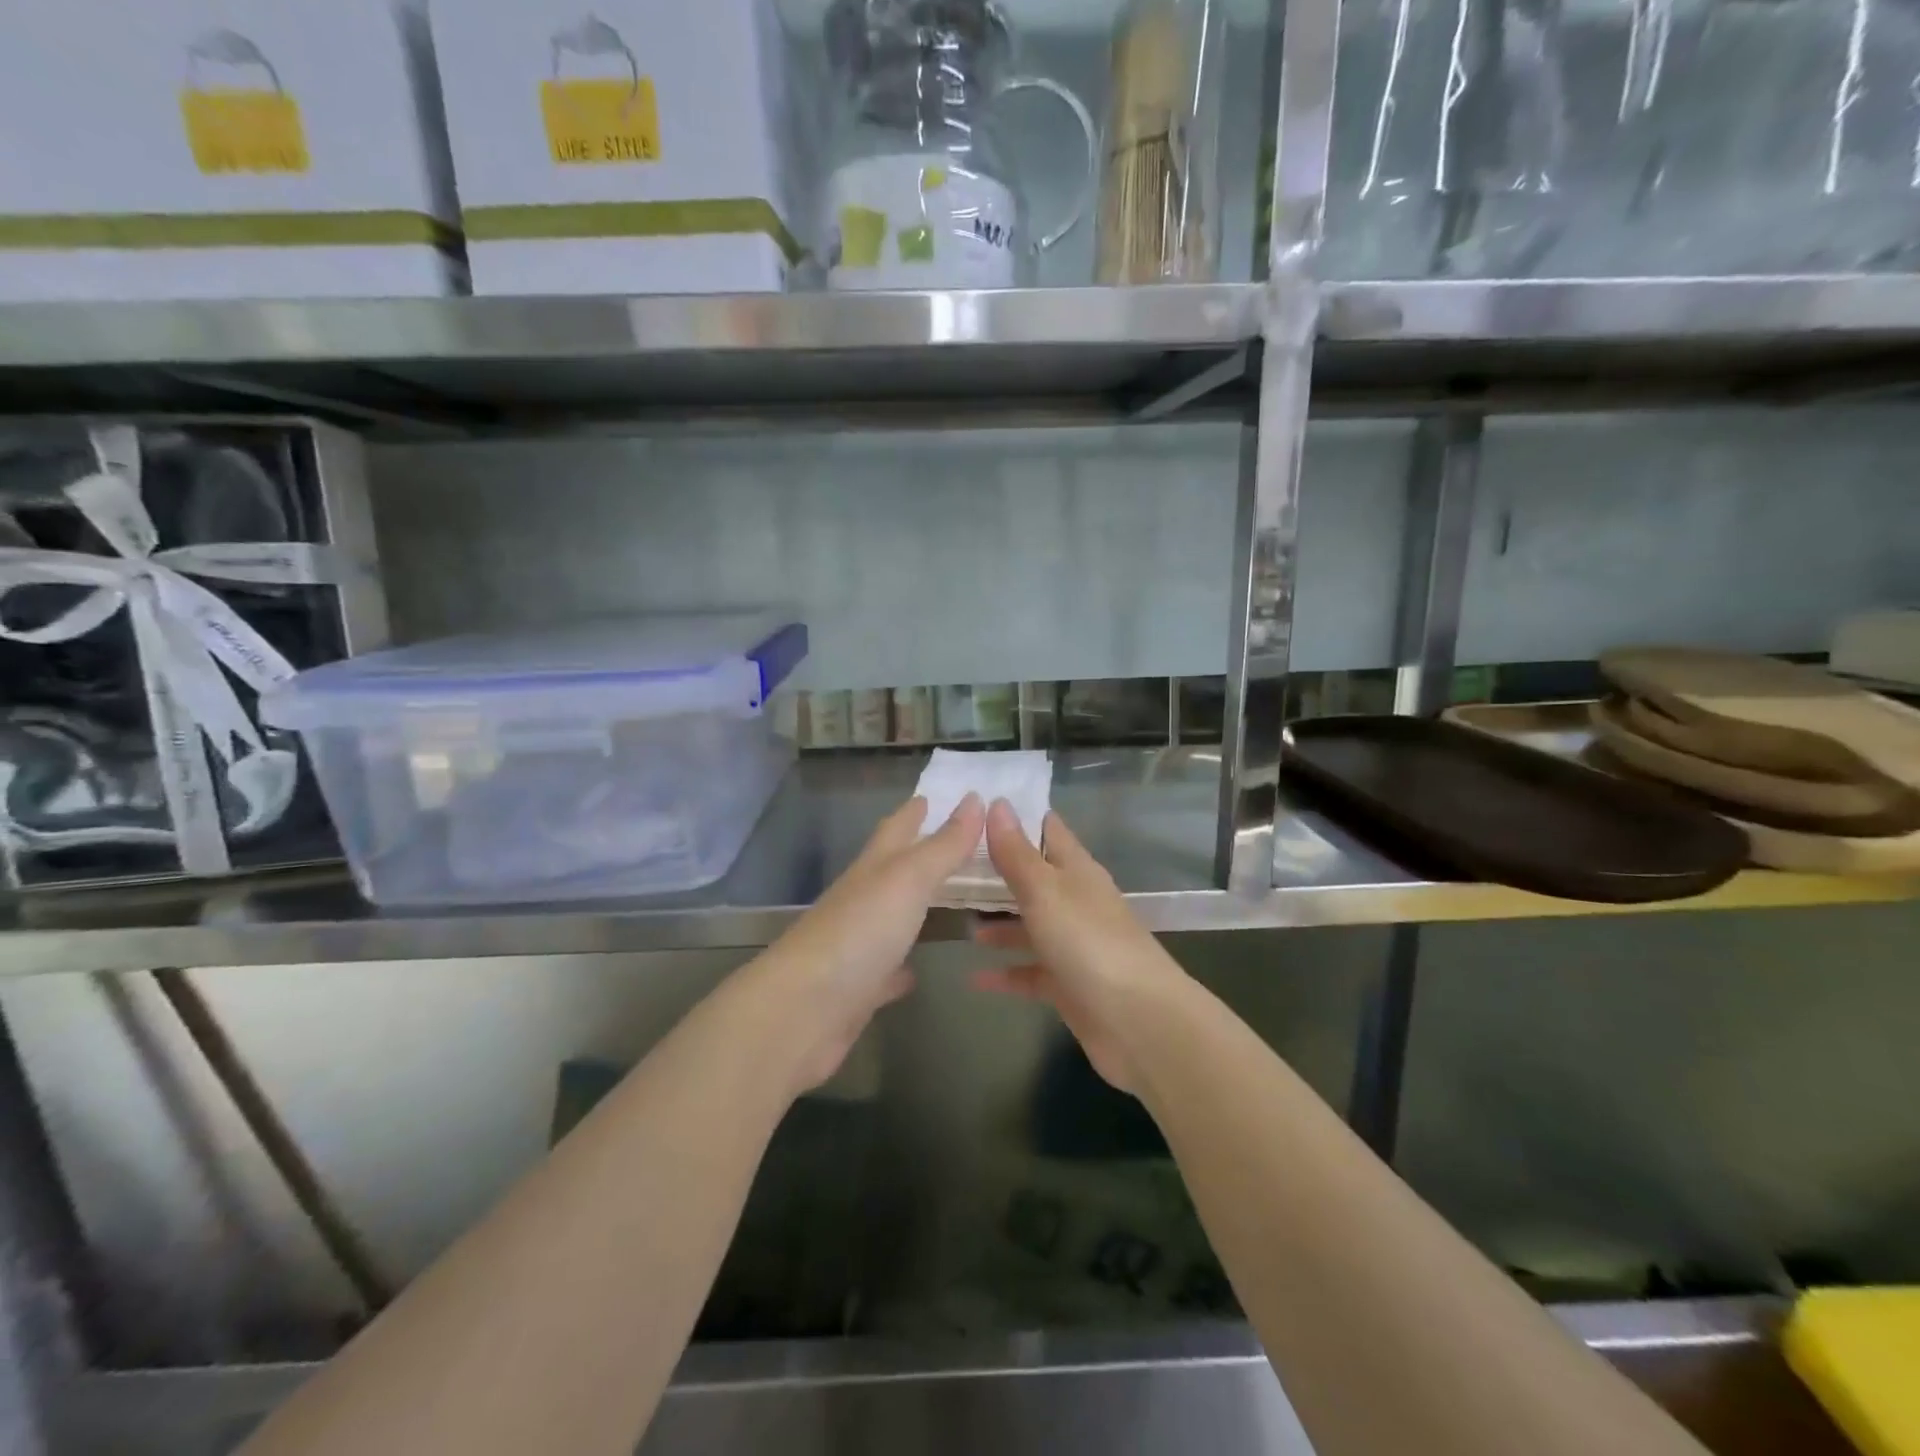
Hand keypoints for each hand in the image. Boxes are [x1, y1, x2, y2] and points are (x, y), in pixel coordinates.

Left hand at [751, 792, 985, 1094]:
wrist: (801, 1011)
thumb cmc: (859, 932)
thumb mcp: (908, 879)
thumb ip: (943, 845)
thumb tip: (975, 799)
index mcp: (874, 868)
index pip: (897, 827)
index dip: (917, 810)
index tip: (939, 794)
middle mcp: (864, 899)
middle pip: (894, 868)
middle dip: (921, 852)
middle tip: (959, 843)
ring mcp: (859, 944)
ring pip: (893, 916)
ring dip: (916, 906)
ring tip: (952, 899)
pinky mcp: (860, 989)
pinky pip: (887, 971)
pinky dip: (902, 966)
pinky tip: (918, 971)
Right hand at [973, 800, 1188, 1092]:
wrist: (1139, 1022)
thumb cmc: (1089, 943)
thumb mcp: (1045, 891)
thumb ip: (1017, 853)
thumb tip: (998, 803)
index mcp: (1076, 871)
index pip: (1047, 830)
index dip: (1016, 817)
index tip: (976, 806)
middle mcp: (1076, 902)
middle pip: (1034, 879)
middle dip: (997, 872)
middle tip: (950, 864)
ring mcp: (1074, 945)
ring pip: (1029, 926)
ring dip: (998, 924)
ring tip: (958, 921)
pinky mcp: (1069, 985)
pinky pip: (1030, 973)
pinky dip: (1005, 973)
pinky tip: (973, 977)